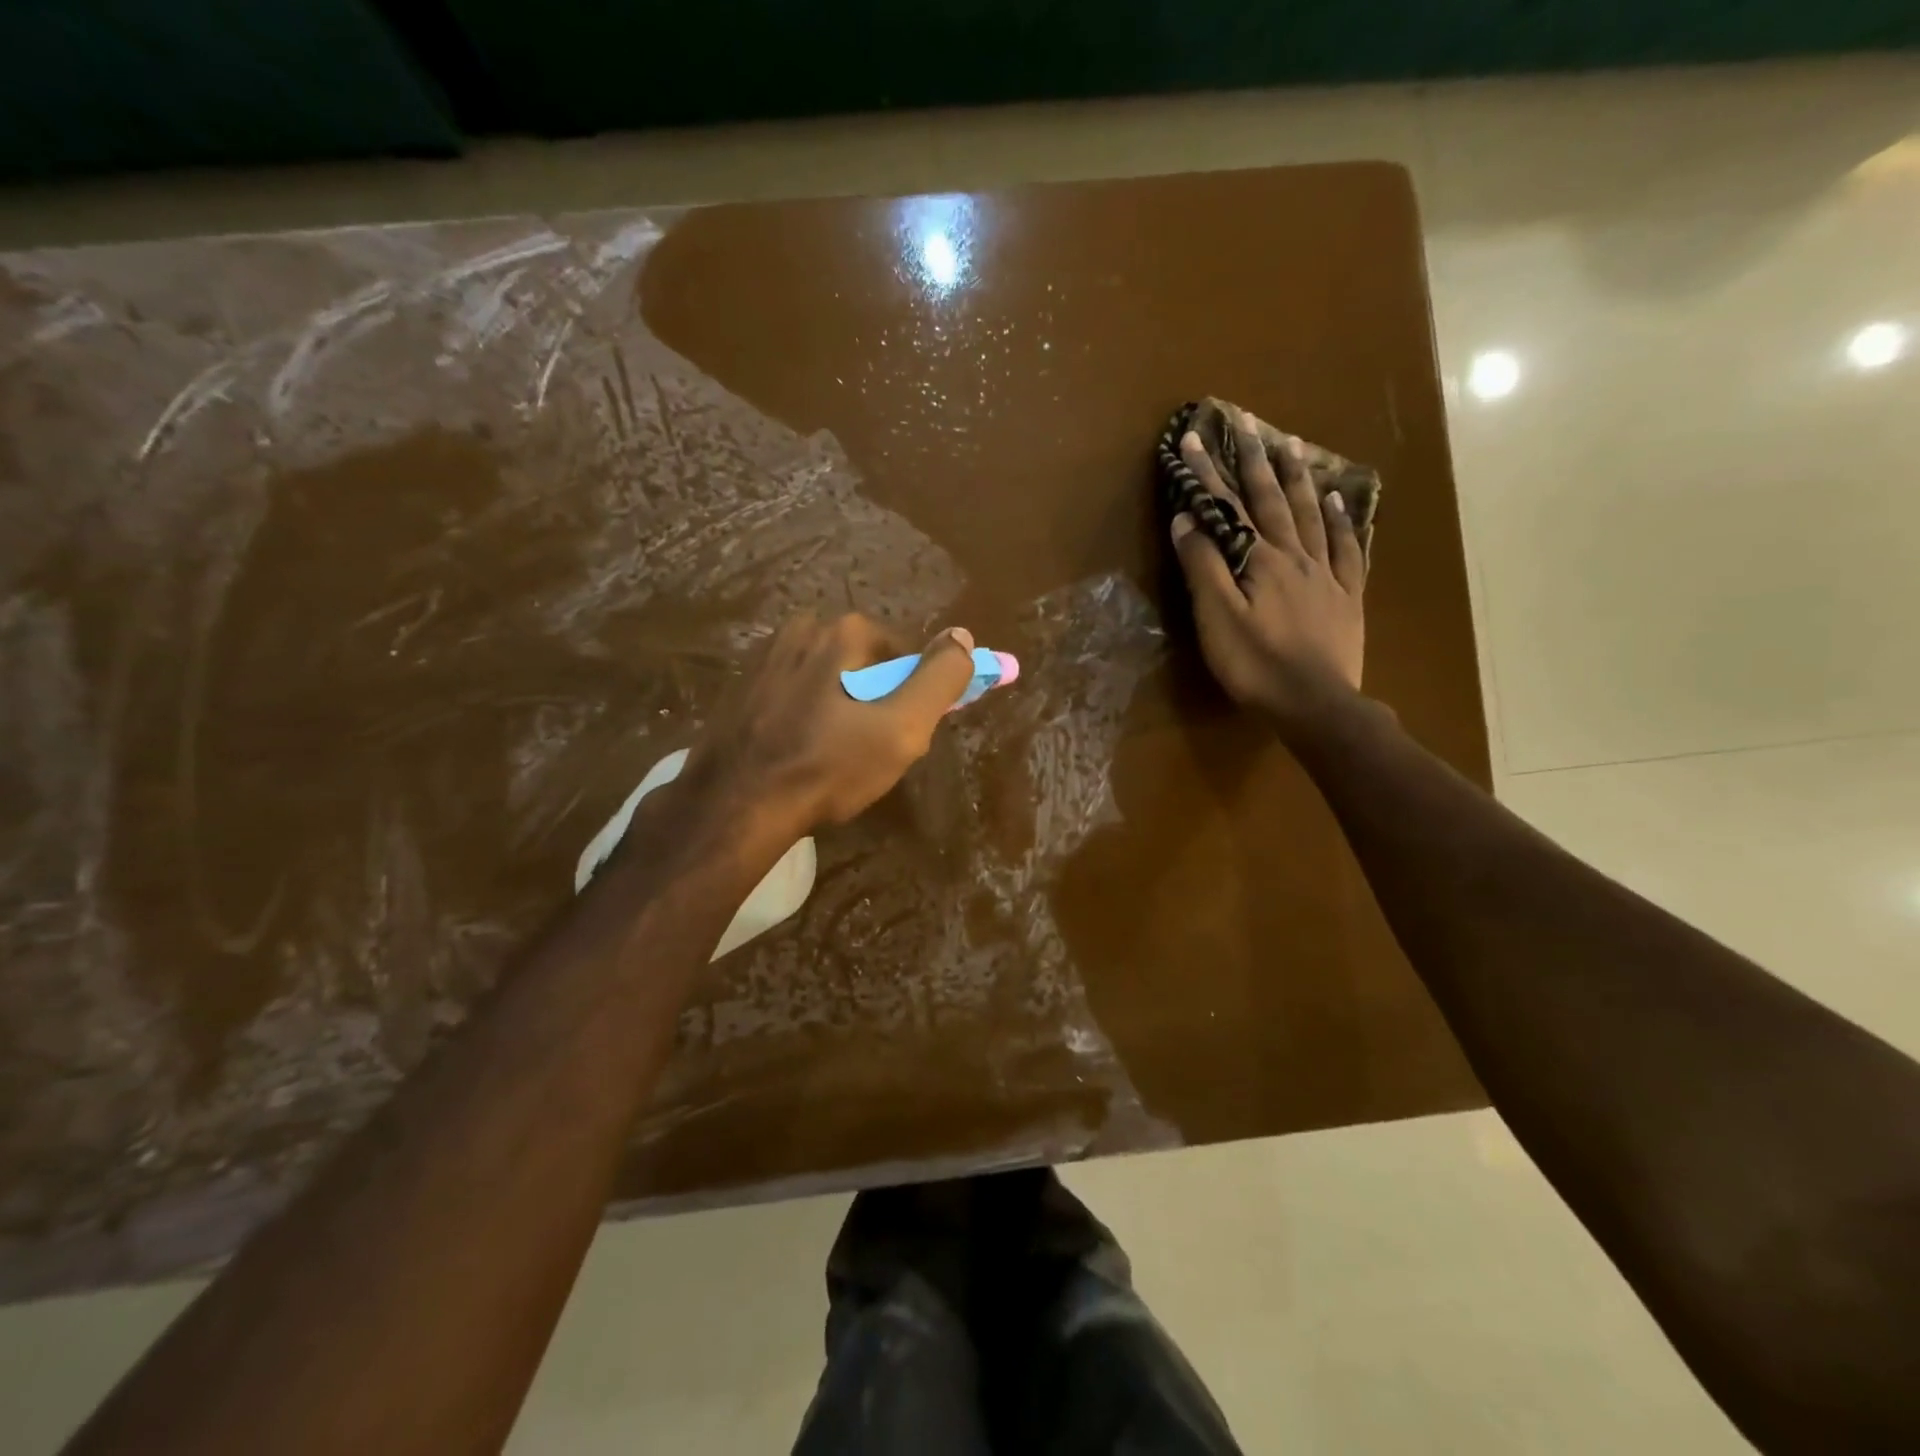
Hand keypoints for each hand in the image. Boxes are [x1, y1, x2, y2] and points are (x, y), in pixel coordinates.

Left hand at [685, 613, 976, 835]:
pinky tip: (801, 752)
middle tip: (871, 751)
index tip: (906, 735)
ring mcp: (765, 656)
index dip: (914, 696)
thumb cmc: (827, 767)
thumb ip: (940, 678)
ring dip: (841, 709)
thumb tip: (963, 636)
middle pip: (864, 664)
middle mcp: (801, 628)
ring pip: (828, 678)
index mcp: (843, 630)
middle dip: (876, 701)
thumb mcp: (902, 728)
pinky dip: (807, 716)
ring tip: (834, 757)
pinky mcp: (741, 686)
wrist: (734, 806)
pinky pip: (795, 693)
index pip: (905, 654)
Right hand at [1170, 412, 1365, 731]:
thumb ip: (1204, 567)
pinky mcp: (1347, 596)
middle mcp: (1295, 556)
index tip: (1195, 438)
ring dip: (1300, 478)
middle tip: (1249, 422)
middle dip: (1256, 460)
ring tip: (1291, 445)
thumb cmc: (1256, 664)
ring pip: (1313, 514)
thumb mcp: (1217, 618)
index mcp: (1260, 560)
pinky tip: (1343, 501)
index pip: (1229, 508)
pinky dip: (1345, 521)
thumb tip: (1188, 519)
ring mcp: (1326, 574)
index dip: (1210, 473)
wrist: (1315, 703)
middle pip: (1274, 500)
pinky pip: (1348, 548)